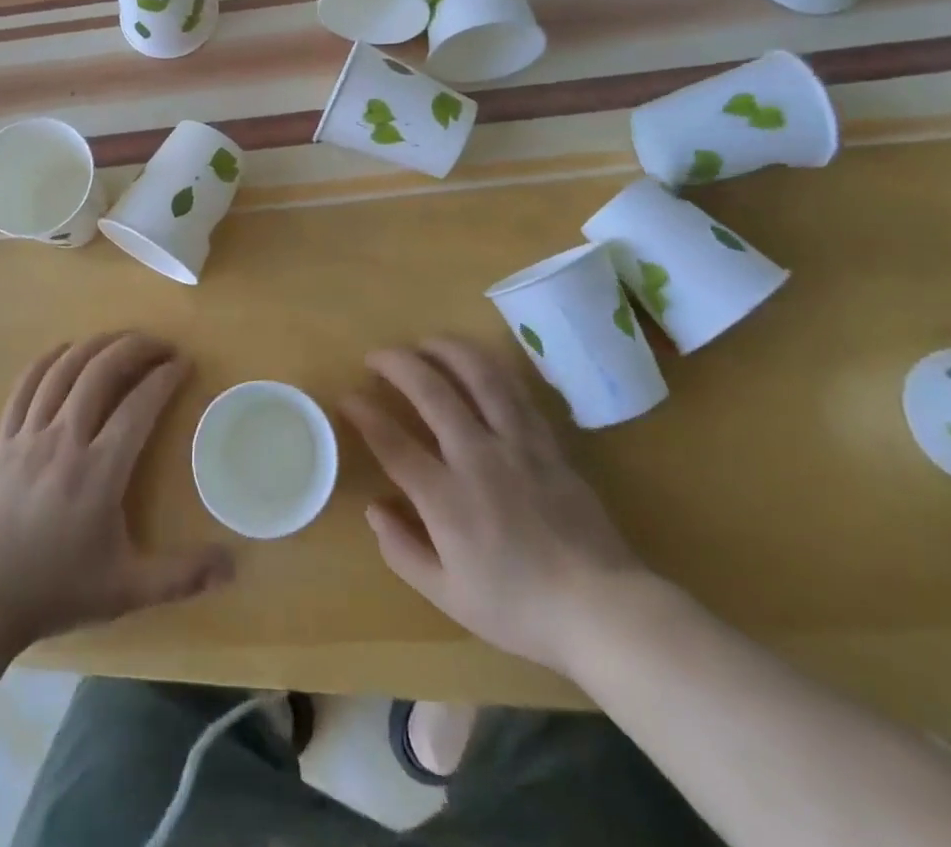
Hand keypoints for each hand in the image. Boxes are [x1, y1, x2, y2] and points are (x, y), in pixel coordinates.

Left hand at [0, 334, 232, 648]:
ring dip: (96, 345)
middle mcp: (64, 441)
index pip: (139, 405)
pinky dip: (47, 360)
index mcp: (99, 472)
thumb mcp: (127, 591)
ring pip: (63, 370)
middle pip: (100, 372)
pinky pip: (25, 386)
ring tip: (121, 340)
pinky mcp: (4, 440)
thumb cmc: (58, 591)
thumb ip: (182, 577)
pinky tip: (65, 351)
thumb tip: (233, 566)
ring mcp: (29, 436)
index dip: (165, 377)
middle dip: (135, 348)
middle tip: (160, 344)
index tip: (184, 363)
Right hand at [340, 337, 647, 675]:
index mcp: (447, 499)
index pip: (393, 442)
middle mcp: (477, 458)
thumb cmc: (519, 608)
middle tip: (376, 356)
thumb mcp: (448, 596)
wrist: (602, 609)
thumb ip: (402, 550)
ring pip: (479, 376)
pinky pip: (515, 391)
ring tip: (424, 342)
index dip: (364, 414)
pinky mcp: (547, 442)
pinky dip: (490, 368)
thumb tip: (374, 508)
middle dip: (397, 364)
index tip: (348, 398)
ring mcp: (517, 444)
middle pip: (431, 392)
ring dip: (445, 350)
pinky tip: (475, 362)